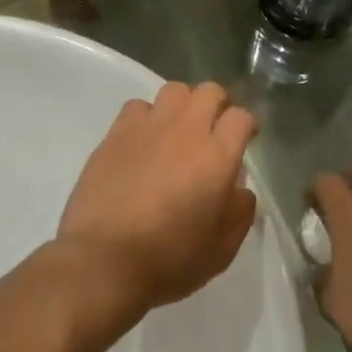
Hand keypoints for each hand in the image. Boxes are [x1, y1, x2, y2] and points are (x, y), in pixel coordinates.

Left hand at [58, 82, 258, 318]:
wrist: (104, 261)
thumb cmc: (169, 260)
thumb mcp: (222, 249)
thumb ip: (240, 212)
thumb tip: (239, 190)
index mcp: (217, 158)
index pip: (240, 117)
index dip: (247, 124)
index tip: (246, 138)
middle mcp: (185, 132)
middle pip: (209, 92)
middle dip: (218, 105)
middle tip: (214, 129)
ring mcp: (147, 129)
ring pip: (174, 90)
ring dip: (183, 106)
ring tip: (178, 130)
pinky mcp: (115, 135)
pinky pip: (137, 107)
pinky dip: (147, 117)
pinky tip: (144, 141)